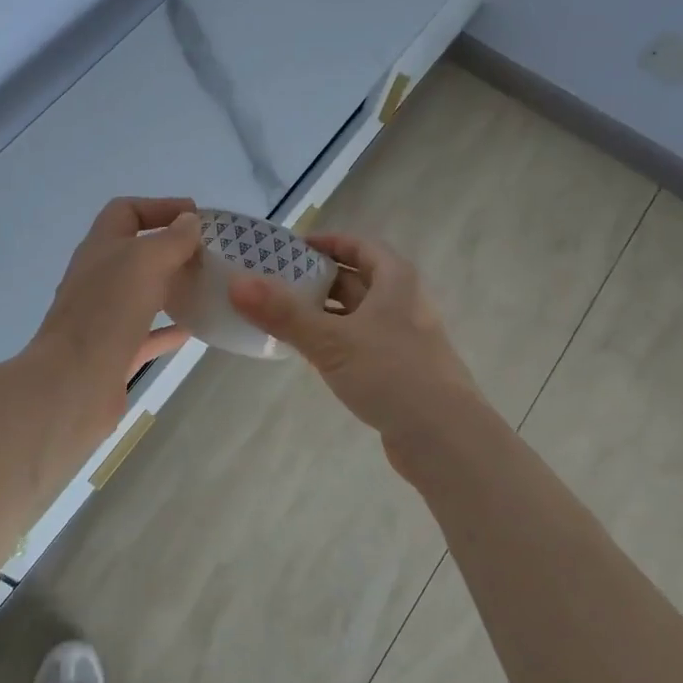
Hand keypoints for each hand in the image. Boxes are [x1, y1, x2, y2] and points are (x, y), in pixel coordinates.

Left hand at [30, 197, 202, 439]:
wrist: (73, 382)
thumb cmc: (108, 311)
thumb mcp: (145, 261)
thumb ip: (172, 239)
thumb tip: (189, 221)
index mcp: (100, 247)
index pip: (126, 212)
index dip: (159, 207)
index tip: (196, 216)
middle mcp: (99, 278)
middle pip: (136, 252)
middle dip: (171, 249)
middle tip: (209, 254)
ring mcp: (104, 316)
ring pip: (142, 293)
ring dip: (172, 287)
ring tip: (208, 286)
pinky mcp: (114, 352)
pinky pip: (147, 333)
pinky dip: (170, 328)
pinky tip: (196, 328)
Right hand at [229, 231, 481, 468]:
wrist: (446, 439)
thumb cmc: (392, 374)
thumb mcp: (332, 341)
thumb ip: (284, 313)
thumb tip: (236, 283)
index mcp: (396, 281)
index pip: (359, 246)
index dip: (327, 243)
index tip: (290, 248)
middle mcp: (404, 303)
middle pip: (356, 280)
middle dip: (317, 279)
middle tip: (275, 282)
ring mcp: (404, 339)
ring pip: (356, 315)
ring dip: (323, 313)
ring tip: (282, 316)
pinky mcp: (400, 371)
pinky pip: (360, 344)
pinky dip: (334, 341)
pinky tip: (309, 353)